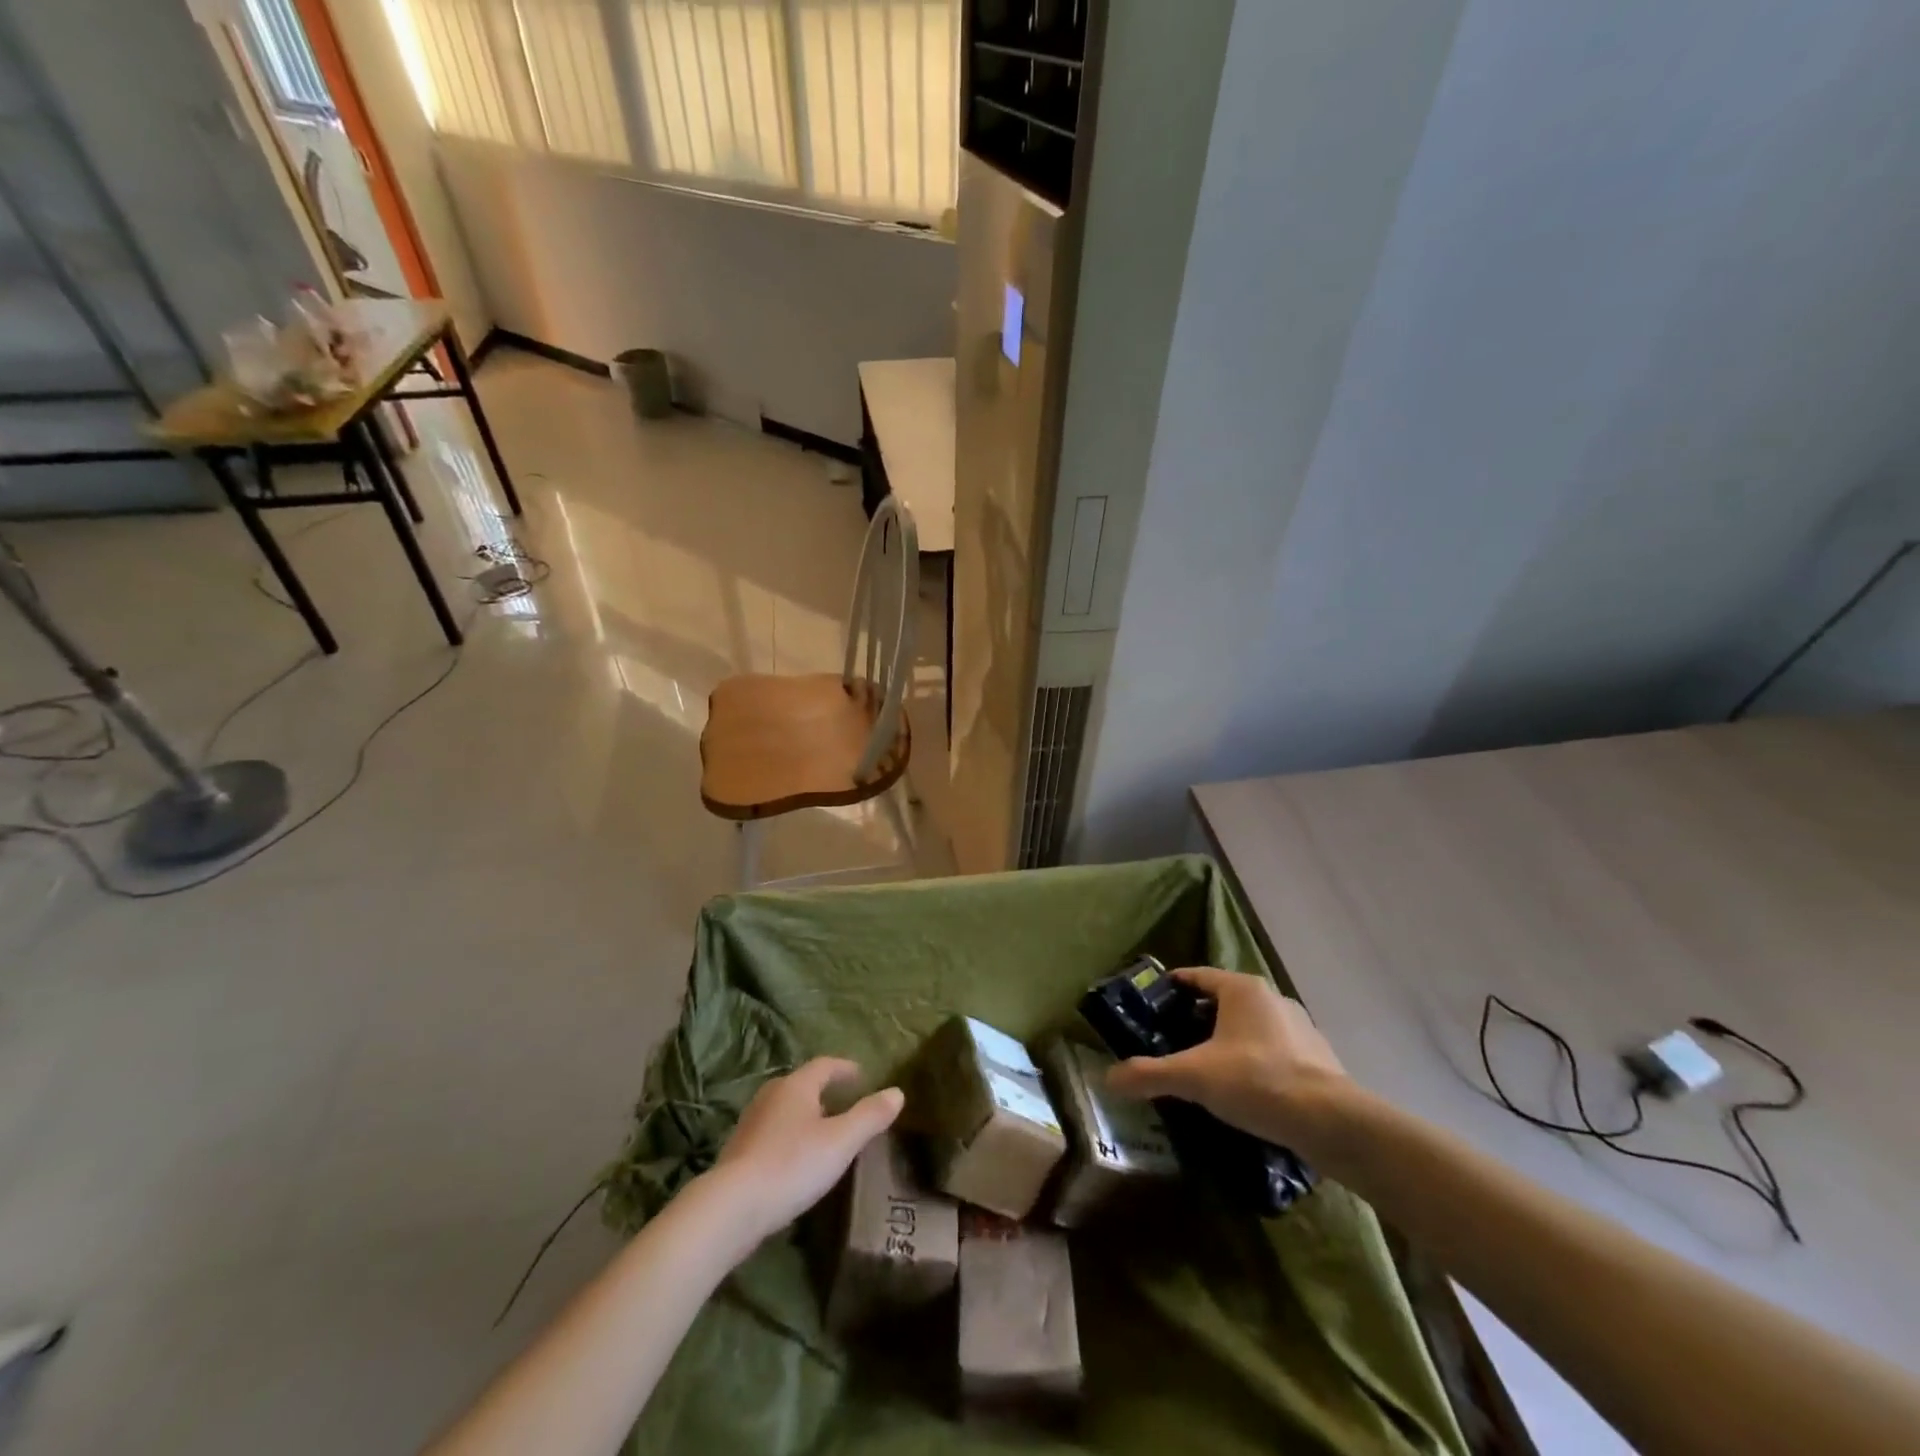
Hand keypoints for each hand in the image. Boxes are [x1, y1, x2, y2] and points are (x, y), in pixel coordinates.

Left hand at [709, 1057, 904, 1244]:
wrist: (731, 1207)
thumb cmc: (792, 1165)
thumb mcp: (841, 1141)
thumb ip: (870, 1116)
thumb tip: (898, 1092)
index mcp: (797, 1085)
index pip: (825, 1065)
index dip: (846, 1069)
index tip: (862, 1077)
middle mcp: (771, 1094)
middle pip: (803, 1084)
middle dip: (825, 1091)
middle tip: (846, 1104)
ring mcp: (751, 1121)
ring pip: (785, 1108)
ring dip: (806, 1114)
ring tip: (823, 1132)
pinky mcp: (738, 1149)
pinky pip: (772, 1131)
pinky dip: (789, 1135)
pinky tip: (796, 1159)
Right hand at [1105, 968, 1350, 1150]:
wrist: (1332, 1122)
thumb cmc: (1257, 1081)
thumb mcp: (1194, 1077)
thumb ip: (1150, 1074)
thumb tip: (1109, 1078)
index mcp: (1242, 989)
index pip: (1196, 976)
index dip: (1171, 988)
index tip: (1150, 1006)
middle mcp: (1272, 998)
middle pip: (1223, 1001)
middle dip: (1196, 1019)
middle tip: (1171, 1041)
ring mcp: (1300, 1026)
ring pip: (1250, 1026)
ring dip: (1228, 1041)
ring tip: (1206, 1068)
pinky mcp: (1318, 1057)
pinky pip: (1274, 1050)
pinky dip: (1255, 1061)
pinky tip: (1246, 1090)